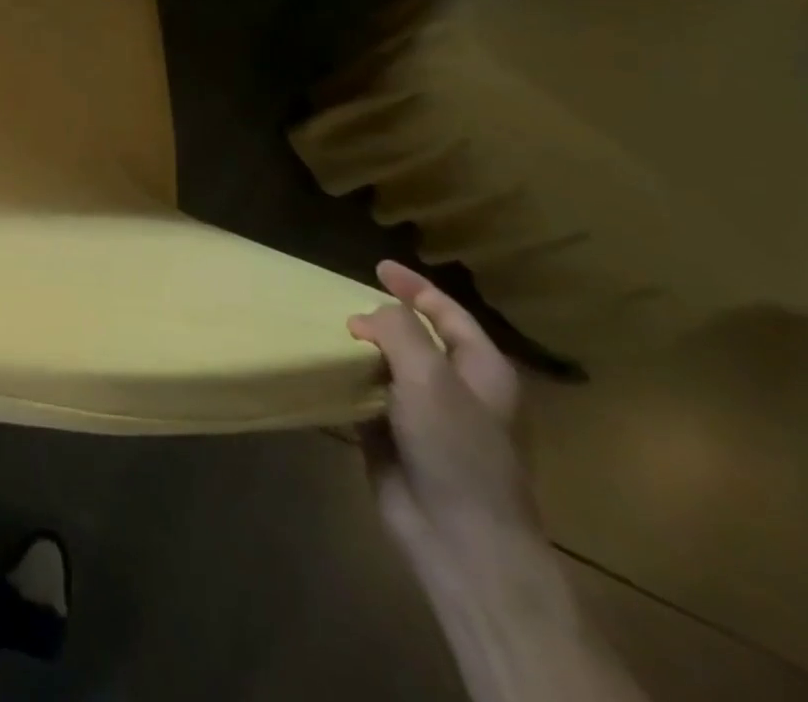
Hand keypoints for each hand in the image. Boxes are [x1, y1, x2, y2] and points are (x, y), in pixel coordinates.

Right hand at [348, 262, 538, 585]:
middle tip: (345, 302)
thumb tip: (368, 315)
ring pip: (391, 367)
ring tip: (329, 329)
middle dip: (384, 318)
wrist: (459, 540)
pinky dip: (350, 380)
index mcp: (482, 371)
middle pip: (419, 338)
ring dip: (363, 348)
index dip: (415, 287)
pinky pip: (370, 397)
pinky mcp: (397, 440)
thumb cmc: (456, 450)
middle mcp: (457, 390)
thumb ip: (399, 330)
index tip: (377, 266)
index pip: (448, 313)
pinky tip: (325, 369)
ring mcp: (427, 417)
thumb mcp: (430, 376)